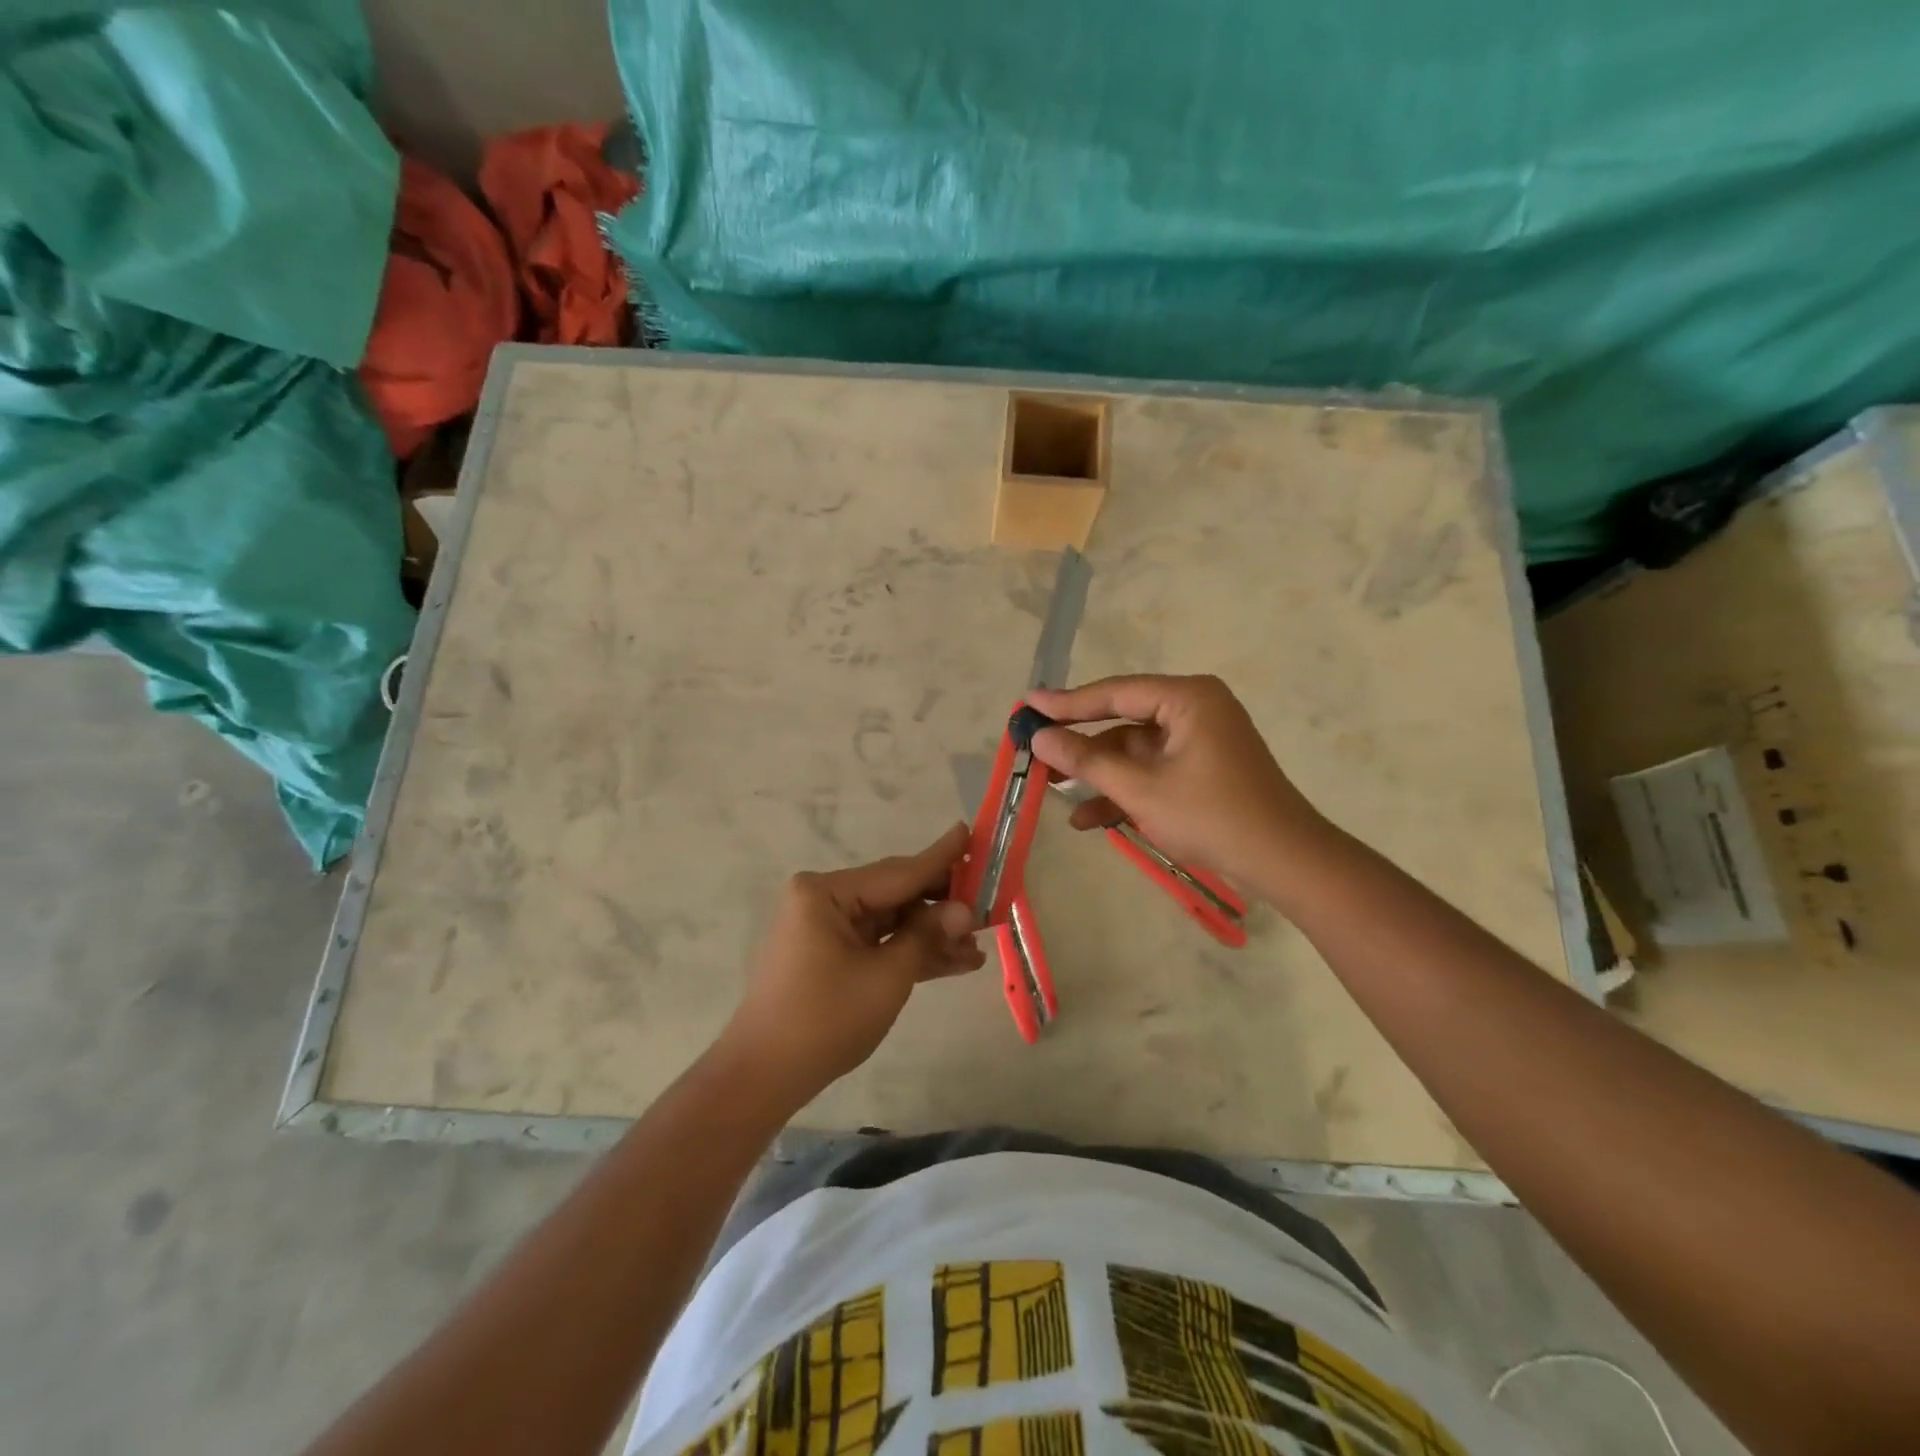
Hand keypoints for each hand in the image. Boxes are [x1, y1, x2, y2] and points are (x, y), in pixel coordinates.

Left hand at [721, 823, 985, 1101]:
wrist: (765, 1076)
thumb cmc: (825, 1019)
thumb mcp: (887, 976)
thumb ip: (927, 936)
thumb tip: (965, 910)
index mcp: (827, 892)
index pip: (899, 872)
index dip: (941, 858)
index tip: (970, 832)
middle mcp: (824, 900)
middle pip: (896, 894)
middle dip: (942, 906)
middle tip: (988, 905)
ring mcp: (826, 928)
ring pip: (891, 922)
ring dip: (931, 936)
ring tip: (978, 947)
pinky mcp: (831, 955)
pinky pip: (878, 944)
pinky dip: (910, 953)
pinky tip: (954, 962)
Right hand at [1026, 674, 1331, 886]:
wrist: (1284, 862)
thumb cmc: (1212, 816)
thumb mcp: (1141, 789)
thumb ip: (1088, 760)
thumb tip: (1039, 737)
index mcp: (1188, 698)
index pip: (1115, 693)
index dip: (1068, 702)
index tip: (1028, 705)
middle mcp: (1195, 709)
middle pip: (1123, 721)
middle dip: (1082, 746)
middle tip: (1036, 751)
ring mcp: (1200, 740)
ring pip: (1135, 751)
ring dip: (1100, 775)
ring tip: (1054, 793)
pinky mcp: (1203, 768)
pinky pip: (1154, 770)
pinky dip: (1126, 790)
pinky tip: (1092, 819)